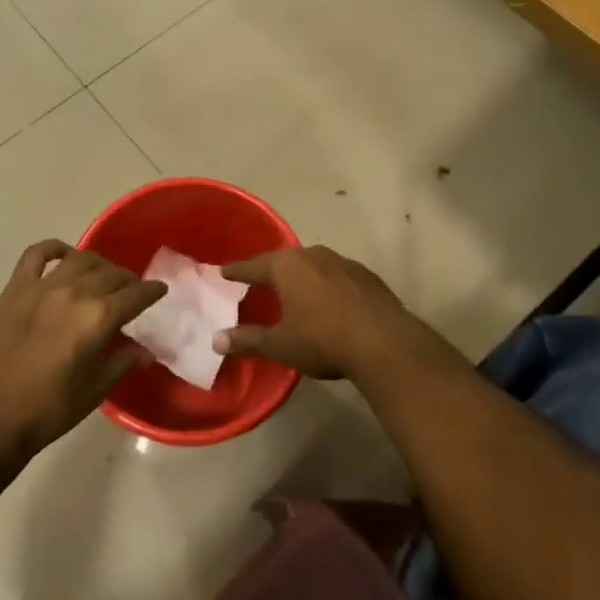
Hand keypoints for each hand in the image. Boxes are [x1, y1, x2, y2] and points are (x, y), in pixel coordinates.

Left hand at [0, 240, 165, 455]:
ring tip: (102, 275)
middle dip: (127, 280)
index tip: (160, 290)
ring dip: (98, 264)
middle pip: (111, 274)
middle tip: (131, 291)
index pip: (135, 294)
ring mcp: (43, 286)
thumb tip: (144, 350)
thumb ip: (122, 362)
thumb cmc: (49, 410)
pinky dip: (54, 248)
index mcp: (98, 317)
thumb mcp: (95, 390)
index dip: (152, 291)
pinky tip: (64, 254)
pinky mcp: (16, 288)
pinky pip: (37, 254)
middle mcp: (75, 291)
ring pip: (81, 259)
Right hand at [214, 245, 420, 380]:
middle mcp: (312, 255)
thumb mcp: (281, 345)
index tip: (223, 271)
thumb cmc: (322, 339)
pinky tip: (329, 302)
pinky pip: (336, 275)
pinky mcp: (365, 275)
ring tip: (293, 290)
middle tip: (258, 281)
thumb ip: (248, 340)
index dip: (237, 271)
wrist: (384, 342)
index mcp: (286, 266)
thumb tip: (216, 340)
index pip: (253, 266)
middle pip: (284, 261)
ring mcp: (342, 261)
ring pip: (312, 265)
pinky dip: (326, 285)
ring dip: (302, 276)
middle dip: (270, 271)